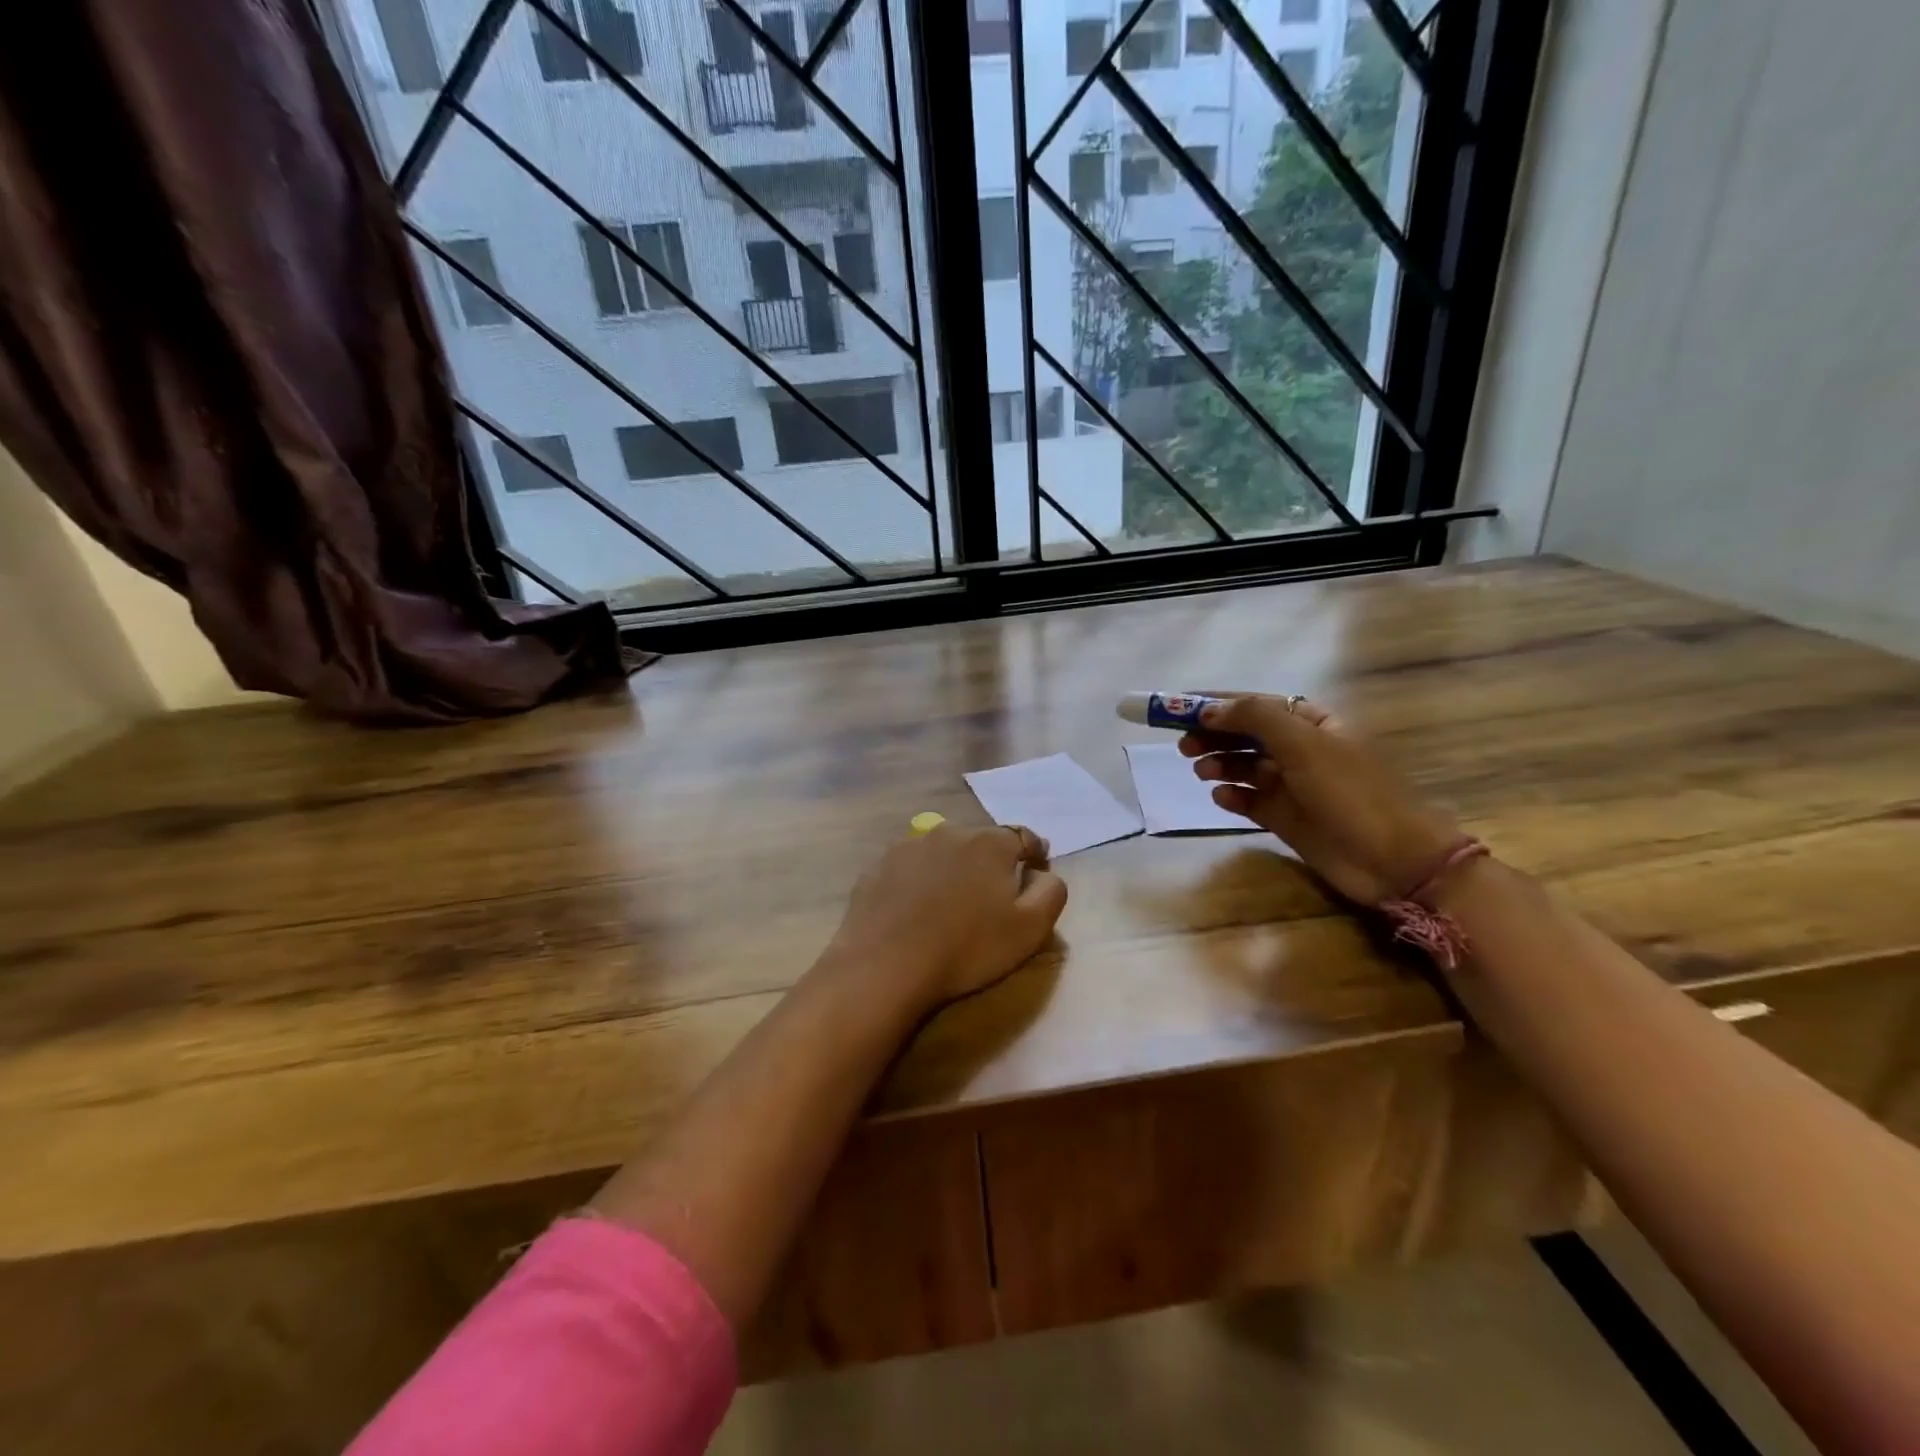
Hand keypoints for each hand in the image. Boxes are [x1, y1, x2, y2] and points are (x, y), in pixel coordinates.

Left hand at [822, 825, 1067, 1011]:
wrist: (885, 966)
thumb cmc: (967, 948)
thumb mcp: (1030, 928)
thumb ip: (1051, 891)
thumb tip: (1043, 872)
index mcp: (991, 842)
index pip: (1023, 838)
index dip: (1033, 857)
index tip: (1033, 878)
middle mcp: (950, 831)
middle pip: (981, 843)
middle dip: (990, 865)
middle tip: (990, 901)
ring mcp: (909, 846)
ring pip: (944, 853)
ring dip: (953, 871)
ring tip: (949, 907)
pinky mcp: (878, 866)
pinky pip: (911, 868)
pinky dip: (919, 882)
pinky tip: (915, 912)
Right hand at [1179, 694, 1462, 904]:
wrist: (1393, 860)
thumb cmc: (1351, 792)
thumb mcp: (1304, 744)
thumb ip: (1256, 719)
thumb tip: (1210, 711)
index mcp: (1312, 723)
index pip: (1256, 704)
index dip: (1217, 704)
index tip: (1178, 709)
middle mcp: (1301, 750)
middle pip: (1246, 735)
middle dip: (1214, 735)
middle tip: (1183, 745)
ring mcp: (1294, 786)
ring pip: (1245, 767)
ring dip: (1220, 764)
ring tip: (1201, 771)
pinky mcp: (1286, 819)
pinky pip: (1250, 800)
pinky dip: (1232, 796)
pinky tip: (1221, 797)